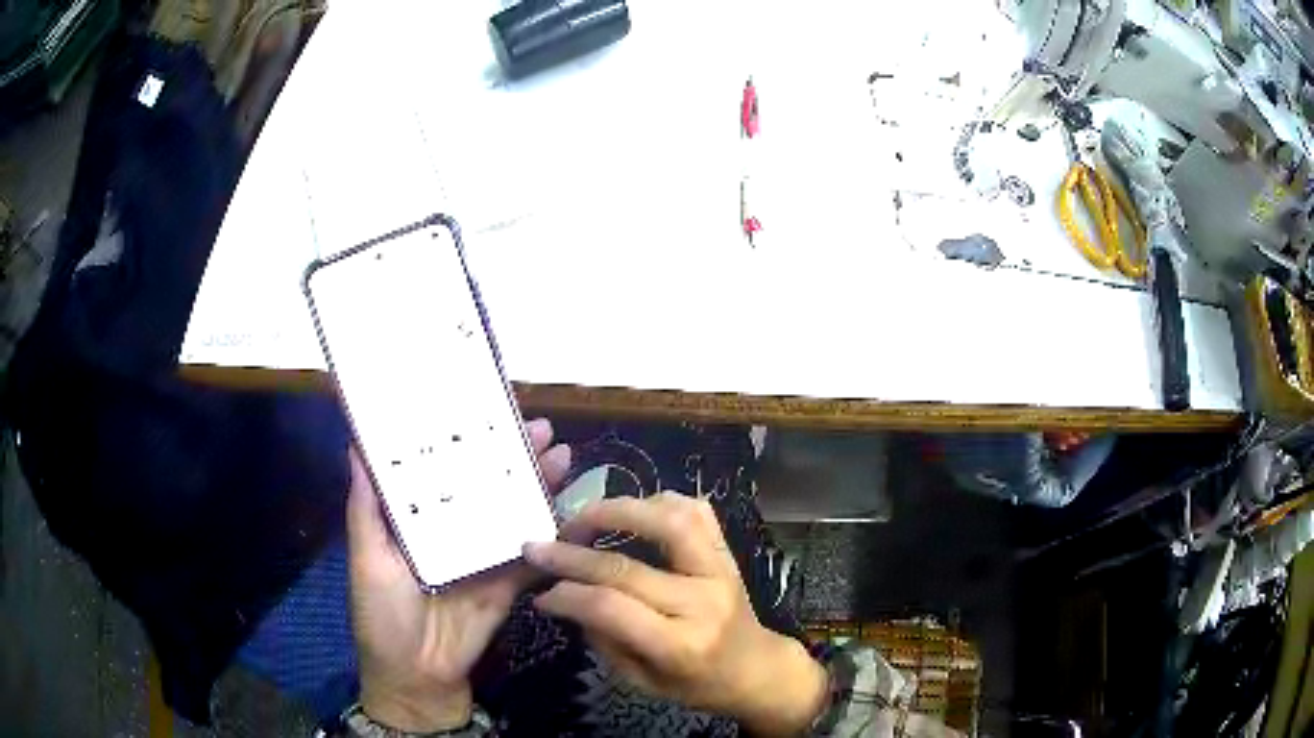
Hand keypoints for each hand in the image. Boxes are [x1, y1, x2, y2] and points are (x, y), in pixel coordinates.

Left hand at [348, 418, 570, 731]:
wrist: (417, 675)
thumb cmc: (381, 614)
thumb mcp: (366, 558)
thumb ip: (366, 507)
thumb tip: (355, 446)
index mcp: (417, 520)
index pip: (440, 470)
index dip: (460, 440)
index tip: (481, 407)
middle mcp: (453, 530)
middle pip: (485, 485)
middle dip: (511, 456)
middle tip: (538, 427)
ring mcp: (483, 556)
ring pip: (513, 512)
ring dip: (537, 486)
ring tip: (561, 455)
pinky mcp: (507, 584)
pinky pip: (532, 556)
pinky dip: (553, 536)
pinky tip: (571, 512)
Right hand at [523, 492, 827, 736]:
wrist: (755, 668)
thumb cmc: (696, 684)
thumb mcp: (642, 682)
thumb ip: (604, 640)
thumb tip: (567, 596)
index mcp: (680, 644)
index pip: (611, 608)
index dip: (566, 594)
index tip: (540, 591)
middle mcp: (702, 601)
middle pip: (627, 566)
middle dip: (572, 553)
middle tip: (538, 547)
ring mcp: (720, 570)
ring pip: (668, 520)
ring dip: (617, 511)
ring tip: (582, 519)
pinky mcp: (728, 552)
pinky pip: (696, 510)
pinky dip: (659, 501)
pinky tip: (632, 512)